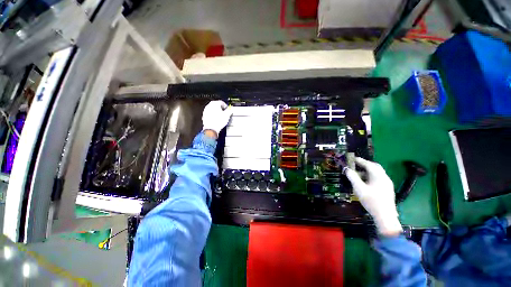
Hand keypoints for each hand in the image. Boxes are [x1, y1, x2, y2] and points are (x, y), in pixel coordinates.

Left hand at [202, 100, 231, 138]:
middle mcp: (209, 106)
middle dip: (220, 108)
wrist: (211, 129)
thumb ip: (230, 110)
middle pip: (216, 105)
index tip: (227, 109)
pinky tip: (216, 119)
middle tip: (224, 112)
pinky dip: (213, 115)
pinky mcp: (204, 116)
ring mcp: (206, 111)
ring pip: (212, 109)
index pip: (221, 102)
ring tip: (220, 116)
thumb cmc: (218, 122)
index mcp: (215, 103)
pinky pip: (210, 114)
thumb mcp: (227, 115)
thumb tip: (231, 109)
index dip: (225, 106)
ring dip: (217, 112)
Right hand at [344, 157, 401, 236]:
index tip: (352, 158)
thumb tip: (347, 169)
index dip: (360, 160)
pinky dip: (371, 176)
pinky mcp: (387, 189)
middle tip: (356, 164)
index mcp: (378, 176)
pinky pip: (379, 178)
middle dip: (365, 164)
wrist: (385, 217)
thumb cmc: (371, 201)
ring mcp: (387, 183)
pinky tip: (365, 182)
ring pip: (377, 173)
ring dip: (368, 171)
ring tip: (358, 174)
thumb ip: (352, 177)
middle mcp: (384, 177)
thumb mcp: (359, 188)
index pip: (369, 164)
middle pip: (375, 167)